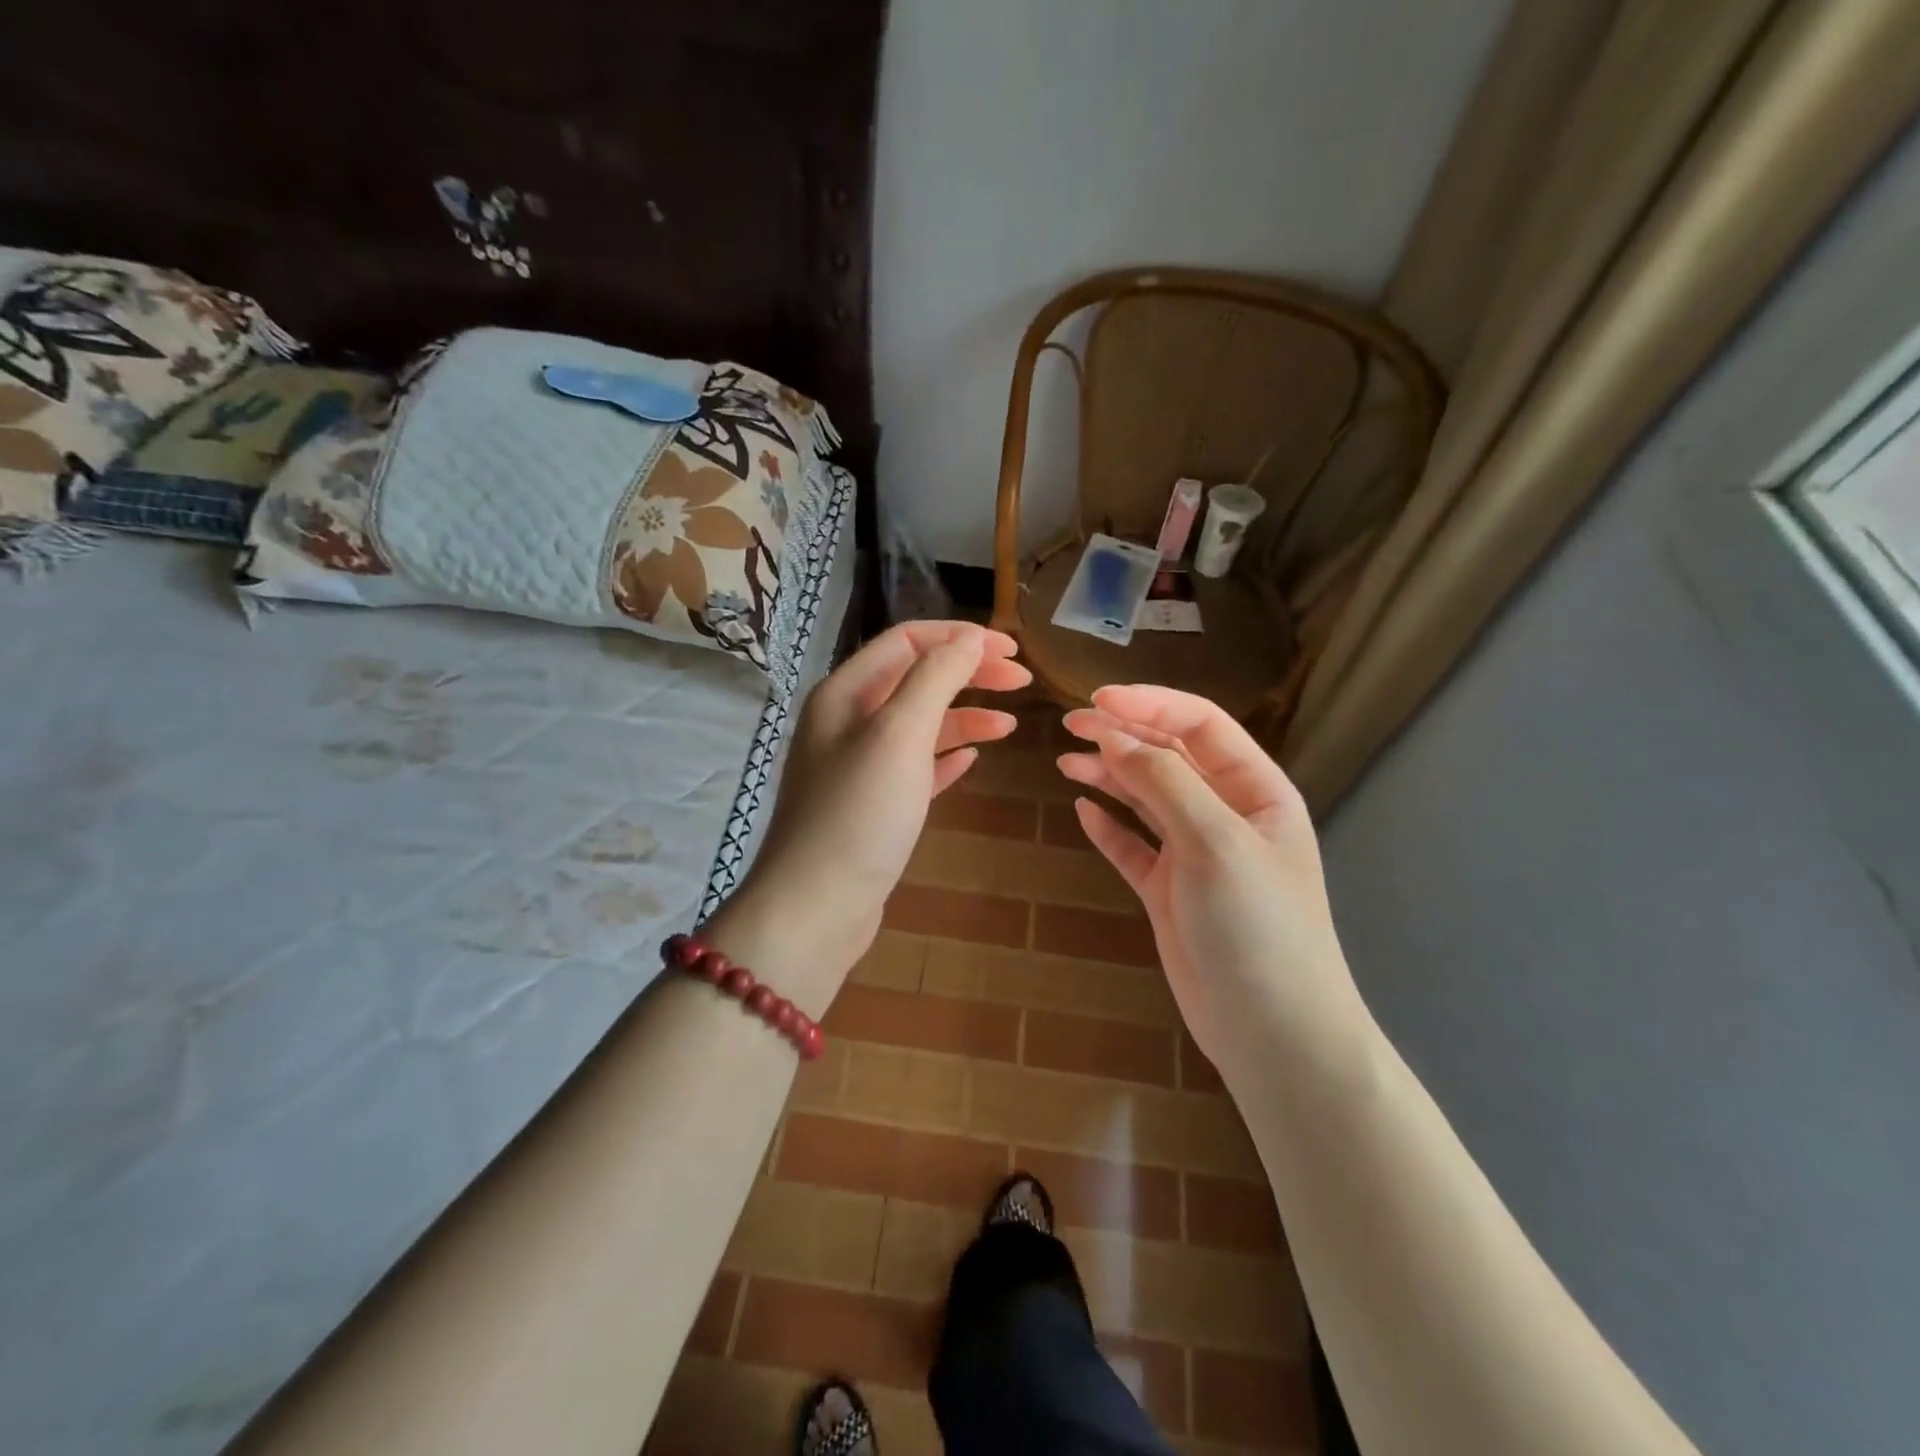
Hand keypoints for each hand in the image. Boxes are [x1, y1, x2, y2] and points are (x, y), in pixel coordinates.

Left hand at [721, 622, 1030, 1004]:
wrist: (816, 909)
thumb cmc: (859, 814)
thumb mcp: (900, 734)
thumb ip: (935, 678)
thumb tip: (970, 638)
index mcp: (845, 693)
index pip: (907, 642)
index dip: (960, 638)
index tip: (1013, 651)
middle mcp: (847, 722)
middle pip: (916, 679)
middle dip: (968, 674)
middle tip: (1022, 683)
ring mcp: (859, 767)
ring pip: (919, 725)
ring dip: (964, 717)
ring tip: (1009, 726)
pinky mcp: (872, 806)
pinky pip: (916, 767)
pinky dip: (946, 756)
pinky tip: (974, 759)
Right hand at [1059, 685, 1368, 1078]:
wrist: (1271, 1031)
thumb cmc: (1256, 925)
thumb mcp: (1215, 841)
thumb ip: (1164, 783)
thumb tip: (1113, 737)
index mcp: (1256, 791)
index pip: (1201, 726)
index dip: (1150, 705)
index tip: (1098, 700)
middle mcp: (1226, 815)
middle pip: (1169, 758)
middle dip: (1122, 735)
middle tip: (1069, 724)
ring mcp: (1196, 855)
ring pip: (1146, 799)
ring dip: (1109, 775)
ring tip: (1066, 762)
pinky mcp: (1170, 892)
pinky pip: (1134, 847)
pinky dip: (1108, 828)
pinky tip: (1083, 811)